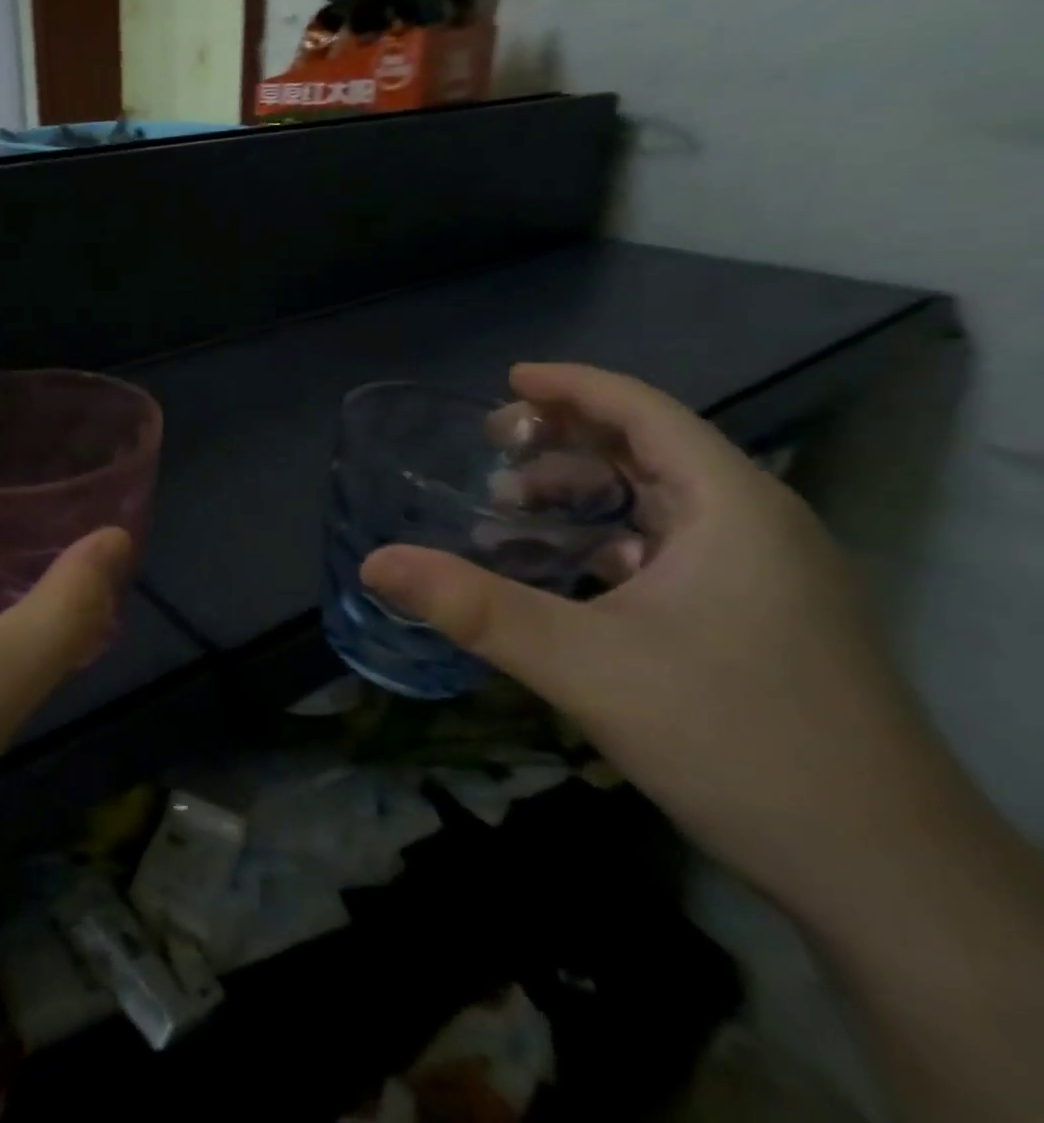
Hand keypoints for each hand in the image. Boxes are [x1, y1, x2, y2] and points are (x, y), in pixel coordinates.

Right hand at [361, 363, 947, 909]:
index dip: (573, 387)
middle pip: (651, 453)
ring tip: (509, 513)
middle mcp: (757, 527)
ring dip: (584, 499)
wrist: (886, 877)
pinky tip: (562, 576)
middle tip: (492, 449)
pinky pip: (670, 555)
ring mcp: (766, 579)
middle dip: (567, 443)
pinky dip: (607, 546)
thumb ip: (473, 608)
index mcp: (732, 507)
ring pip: (660, 508)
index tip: (506, 383)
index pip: (646, 412)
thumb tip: (375, 563)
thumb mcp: (584, 665)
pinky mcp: (761, 623)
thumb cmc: (737, 740)